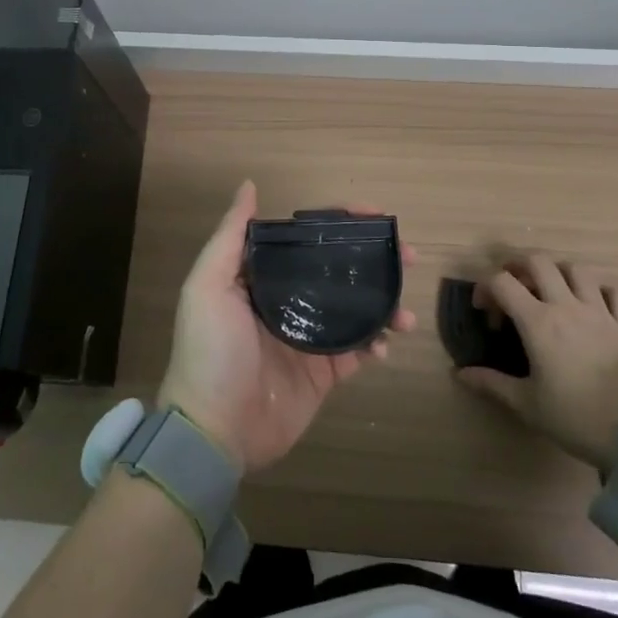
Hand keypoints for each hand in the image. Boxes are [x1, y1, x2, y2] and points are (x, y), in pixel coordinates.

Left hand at [158, 181, 415, 473]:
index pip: (307, 239)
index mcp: (263, 277)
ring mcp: (308, 338)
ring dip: (384, 303)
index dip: (340, 223)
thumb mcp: (208, 285)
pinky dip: (376, 343)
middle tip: (408, 256)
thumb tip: (250, 186)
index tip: (375, 215)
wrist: (214, 431)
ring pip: (355, 309)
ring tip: (406, 311)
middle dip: (374, 260)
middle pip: (338, 270)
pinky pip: (357, 351)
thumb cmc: (210, 350)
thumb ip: (231, 236)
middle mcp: (288, 302)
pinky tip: (386, 343)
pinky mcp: (322, 374)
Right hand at [453, 255, 617, 476]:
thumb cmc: (577, 418)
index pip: (502, 282)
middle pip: (539, 262)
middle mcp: (567, 306)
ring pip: (577, 270)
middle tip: (513, 288)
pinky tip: (593, 306)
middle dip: (519, 267)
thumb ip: (492, 384)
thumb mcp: (528, 405)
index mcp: (538, 322)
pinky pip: (614, 292)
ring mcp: (601, 312)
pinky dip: (599, 291)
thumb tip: (460, 373)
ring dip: (558, 273)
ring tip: (551, 291)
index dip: (485, 288)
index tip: (484, 311)